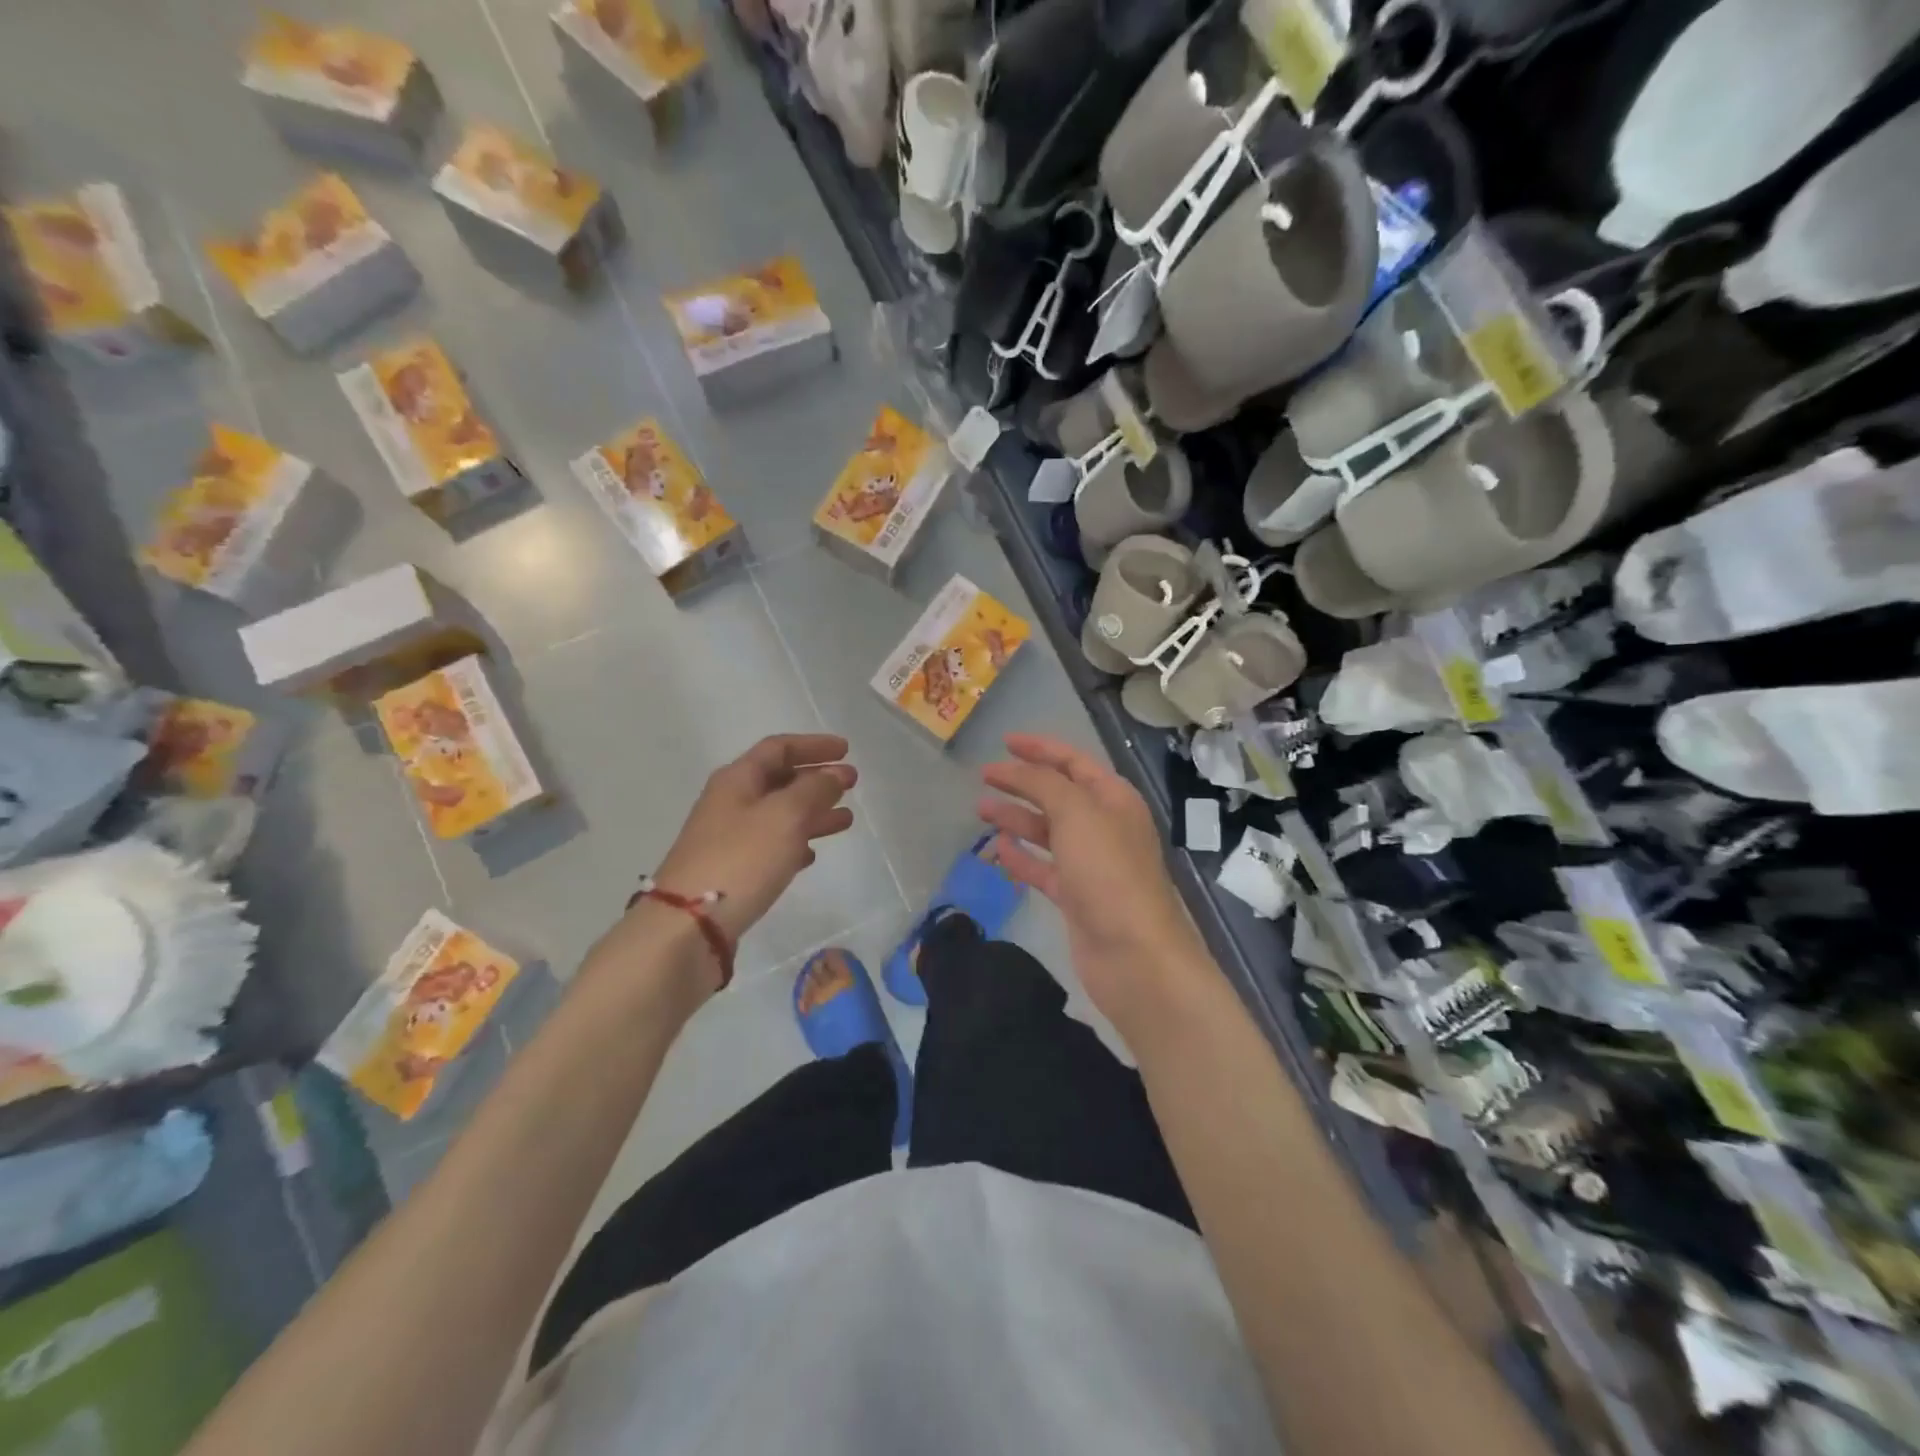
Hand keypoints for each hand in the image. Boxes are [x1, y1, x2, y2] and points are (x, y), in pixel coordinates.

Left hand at [620, 734, 856, 991]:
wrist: (687, 925)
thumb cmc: (741, 859)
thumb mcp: (785, 816)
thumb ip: (815, 790)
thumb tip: (836, 774)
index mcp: (738, 779)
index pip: (778, 748)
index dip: (813, 745)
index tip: (847, 751)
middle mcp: (731, 802)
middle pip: (779, 780)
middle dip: (817, 779)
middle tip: (852, 785)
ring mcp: (728, 838)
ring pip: (779, 814)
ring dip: (813, 812)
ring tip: (845, 820)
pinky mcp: (731, 870)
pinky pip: (770, 846)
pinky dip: (795, 843)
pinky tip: (812, 855)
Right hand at [978, 733, 1208, 1038]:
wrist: (1134, 954)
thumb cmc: (1108, 872)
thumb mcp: (1076, 813)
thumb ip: (1042, 783)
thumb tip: (1015, 768)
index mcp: (1113, 799)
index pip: (1073, 761)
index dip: (1039, 748)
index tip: (1004, 742)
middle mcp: (1105, 826)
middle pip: (1057, 795)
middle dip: (1022, 783)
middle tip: (984, 777)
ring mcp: (1091, 864)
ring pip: (1048, 832)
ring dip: (1016, 818)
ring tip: (980, 810)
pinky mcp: (1076, 897)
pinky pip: (1043, 868)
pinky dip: (1022, 857)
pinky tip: (998, 849)